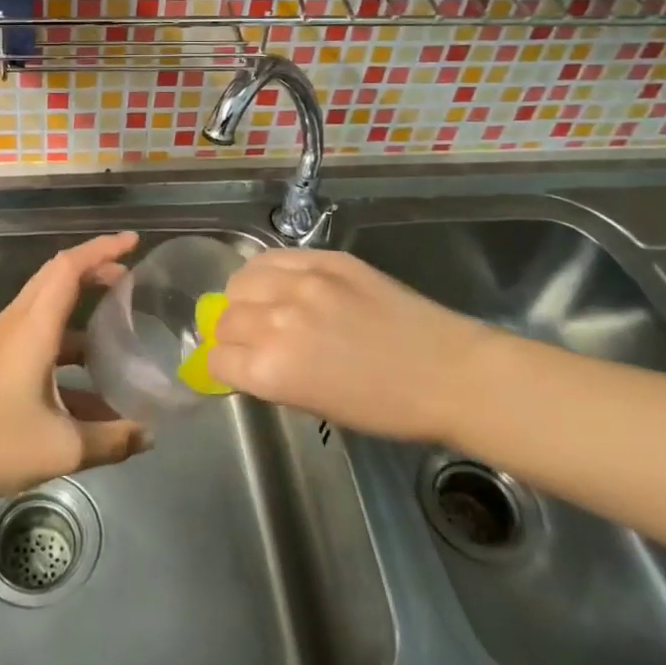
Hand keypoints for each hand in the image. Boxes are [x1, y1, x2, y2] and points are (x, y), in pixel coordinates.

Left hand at [0, 232, 153, 503]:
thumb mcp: (64, 448)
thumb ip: (112, 439)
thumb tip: (149, 435)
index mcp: (34, 327)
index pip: (70, 268)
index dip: (103, 249)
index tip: (133, 242)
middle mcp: (18, 322)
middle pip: (57, 275)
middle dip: (95, 267)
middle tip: (130, 277)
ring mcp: (5, 339)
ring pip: (48, 302)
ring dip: (81, 301)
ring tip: (116, 322)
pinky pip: (39, 330)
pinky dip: (68, 338)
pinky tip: (91, 380)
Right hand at [209, 249, 499, 442]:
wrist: (448, 373)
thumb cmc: (386, 407)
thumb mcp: (315, 405)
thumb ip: (272, 377)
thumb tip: (246, 357)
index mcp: (272, 371)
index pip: (217, 359)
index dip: (224, 364)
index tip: (236, 364)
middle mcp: (276, 322)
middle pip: (224, 318)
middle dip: (230, 332)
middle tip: (252, 337)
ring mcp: (301, 284)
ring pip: (240, 280)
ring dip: (243, 297)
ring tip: (263, 304)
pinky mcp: (325, 259)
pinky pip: (273, 257)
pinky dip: (266, 271)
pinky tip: (280, 282)